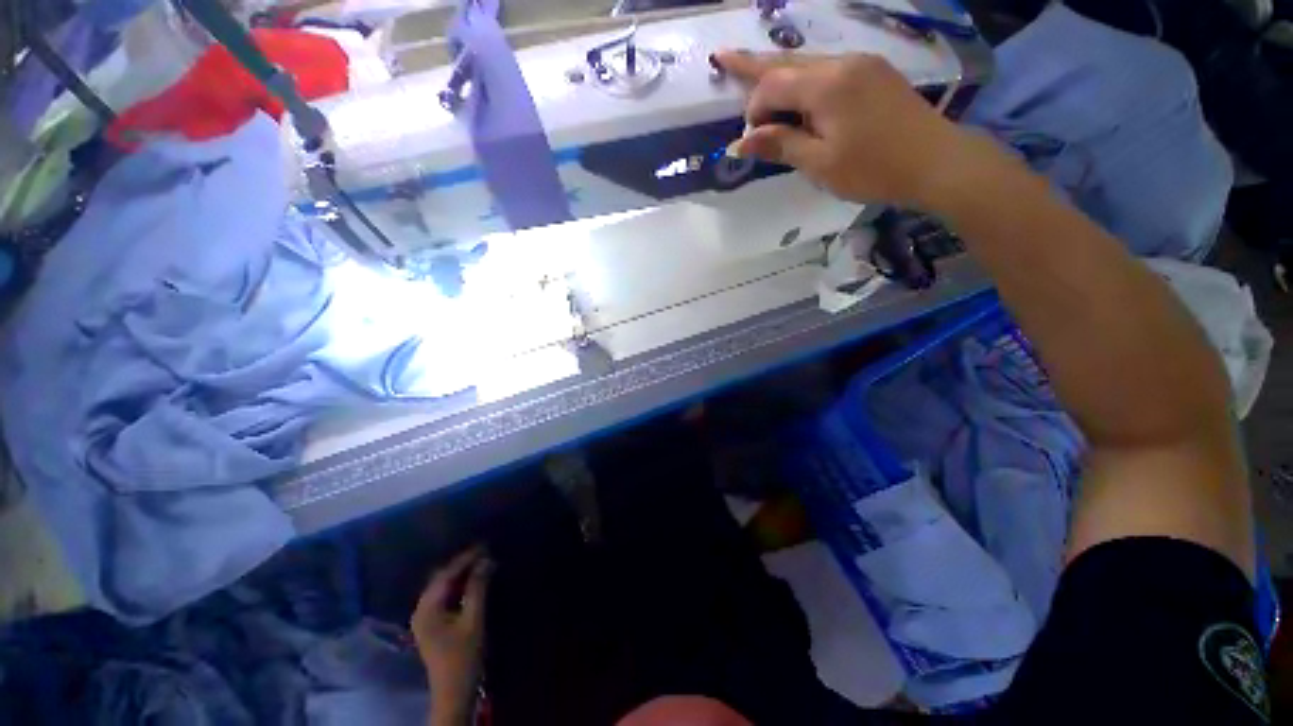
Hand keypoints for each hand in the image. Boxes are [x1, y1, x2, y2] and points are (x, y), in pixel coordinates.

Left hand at [412, 547, 493, 722]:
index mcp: (427, 609)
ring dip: (460, 574)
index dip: (465, 558)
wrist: (453, 691)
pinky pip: (443, 596)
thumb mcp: (473, 619)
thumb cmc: (464, 655)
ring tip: (481, 562)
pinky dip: (457, 586)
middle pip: (441, 579)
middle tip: (484, 552)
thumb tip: (485, 560)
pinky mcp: (431, 623)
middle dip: (462, 564)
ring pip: (442, 586)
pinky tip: (471, 581)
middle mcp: (421, 610)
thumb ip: (477, 588)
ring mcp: (424, 617)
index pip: (446, 575)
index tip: (484, 545)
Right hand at [716, 50, 981, 208]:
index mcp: (827, 85)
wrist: (935, 162)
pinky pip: (828, 71)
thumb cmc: (873, 168)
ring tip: (751, 73)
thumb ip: (780, 145)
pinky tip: (796, 93)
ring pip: (807, 65)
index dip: (754, 110)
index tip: (751, 141)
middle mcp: (842, 62)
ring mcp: (862, 63)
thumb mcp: (820, 163)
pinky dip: (804, 82)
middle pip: (787, 62)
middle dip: (752, 64)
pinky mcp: (873, 73)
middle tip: (722, 57)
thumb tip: (739, 144)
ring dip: (778, 74)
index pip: (773, 84)